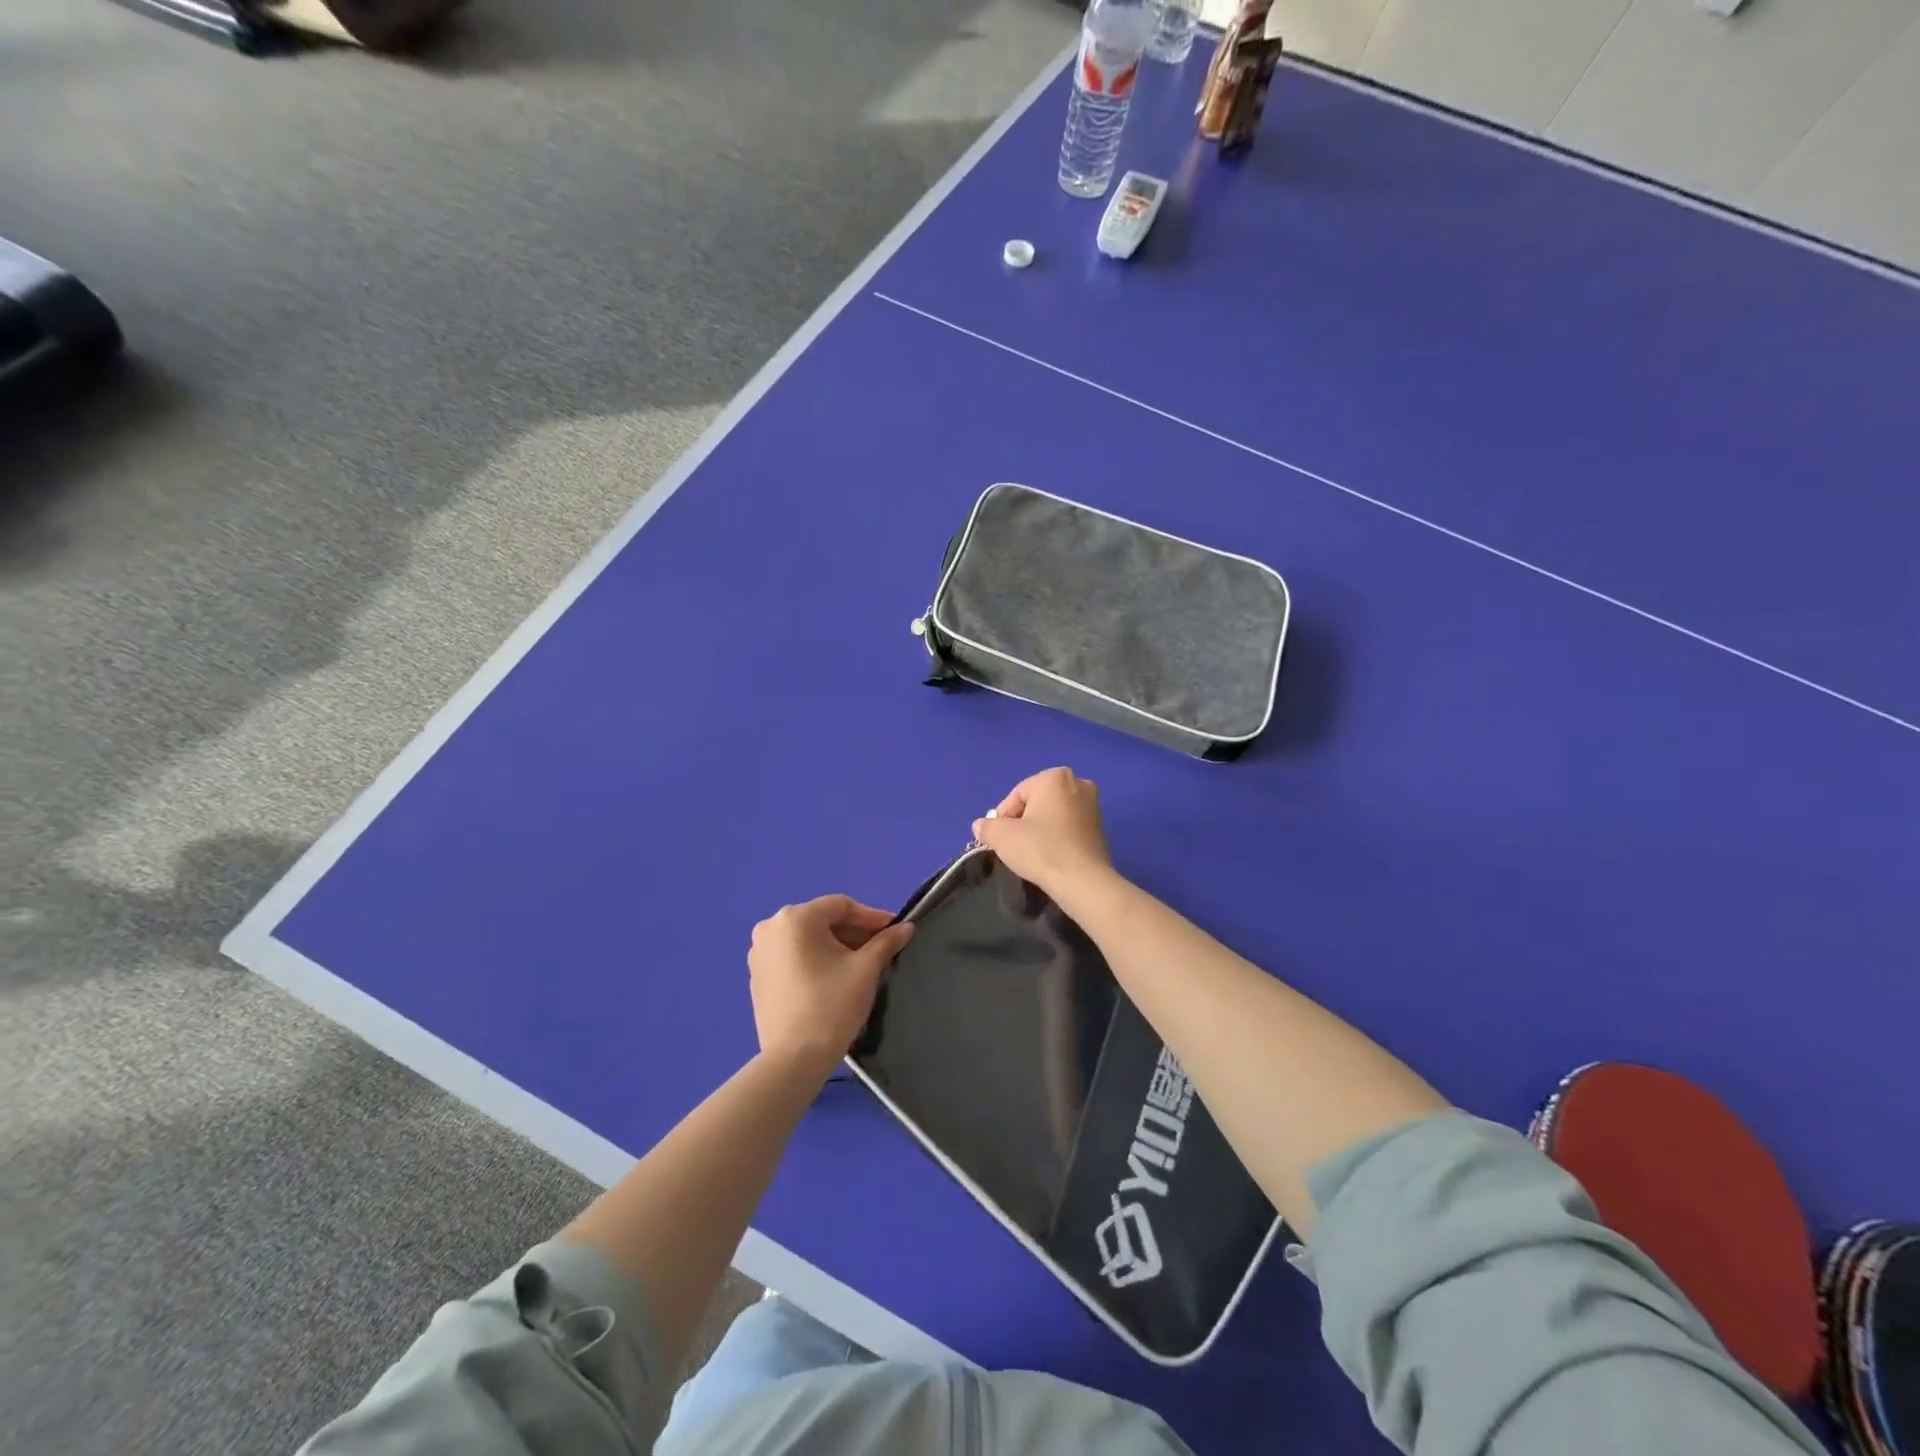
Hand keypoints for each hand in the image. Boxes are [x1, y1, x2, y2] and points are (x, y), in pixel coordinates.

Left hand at [748, 896, 912, 1075]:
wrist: (794, 1058)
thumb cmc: (832, 1004)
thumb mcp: (865, 969)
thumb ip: (886, 942)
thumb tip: (906, 927)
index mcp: (795, 918)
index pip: (840, 906)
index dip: (871, 917)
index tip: (894, 930)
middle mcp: (771, 927)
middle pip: (822, 920)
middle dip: (853, 932)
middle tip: (880, 948)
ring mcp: (759, 952)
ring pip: (806, 938)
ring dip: (834, 946)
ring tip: (860, 963)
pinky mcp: (756, 976)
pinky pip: (791, 955)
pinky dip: (814, 959)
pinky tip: (833, 976)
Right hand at [971, 767, 1113, 897]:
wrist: (1082, 881)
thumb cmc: (1041, 849)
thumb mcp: (1002, 836)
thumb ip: (987, 826)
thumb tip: (981, 826)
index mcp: (1055, 777)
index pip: (1017, 795)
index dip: (1003, 818)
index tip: (1000, 840)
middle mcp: (1078, 783)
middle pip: (1036, 803)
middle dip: (1022, 822)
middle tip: (1015, 846)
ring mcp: (1093, 805)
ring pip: (1052, 815)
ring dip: (1039, 830)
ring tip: (1032, 853)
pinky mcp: (1100, 828)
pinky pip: (1068, 828)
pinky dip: (1056, 838)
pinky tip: (1050, 856)